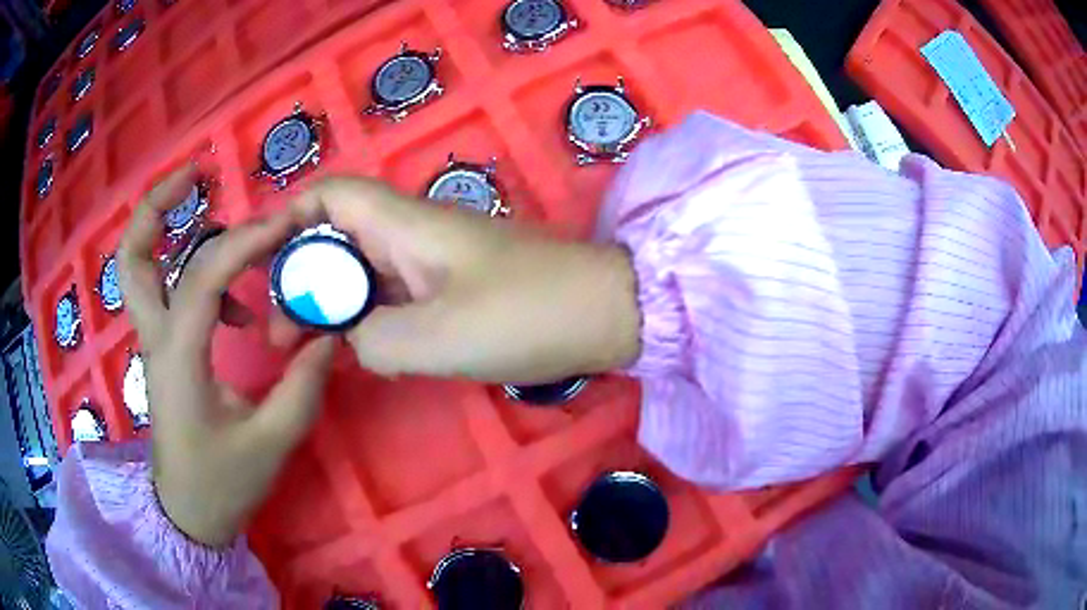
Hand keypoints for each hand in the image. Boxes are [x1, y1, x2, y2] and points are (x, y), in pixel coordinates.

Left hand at [118, 167, 335, 546]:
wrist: (188, 513)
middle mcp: (157, 338)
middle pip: (132, 255)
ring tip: (211, 211)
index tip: (286, 224)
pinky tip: (235, 301)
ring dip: (167, 227)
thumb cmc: (222, 483)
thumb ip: (303, 385)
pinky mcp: (164, 349)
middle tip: (196, 174)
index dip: (245, 240)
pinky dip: (196, 274)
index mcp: (179, 357)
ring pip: (138, 268)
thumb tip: (329, 334)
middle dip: (158, 204)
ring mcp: (155, 342)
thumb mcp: (271, 442)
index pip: (203, 275)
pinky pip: (168, 291)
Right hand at [283, 176, 640, 382]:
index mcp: (403, 225)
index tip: (262, 262)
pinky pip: (392, 301)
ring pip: (362, 276)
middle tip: (278, 334)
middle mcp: (412, 236)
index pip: (330, 196)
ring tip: (303, 349)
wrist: (604, 315)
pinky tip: (355, 355)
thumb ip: (371, 340)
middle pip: (336, 241)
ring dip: (330, 307)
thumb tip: (348, 341)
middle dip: (301, 280)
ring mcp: (433, 266)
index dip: (289, 218)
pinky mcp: (452, 294)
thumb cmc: (524, 314)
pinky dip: (366, 323)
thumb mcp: (436, 336)